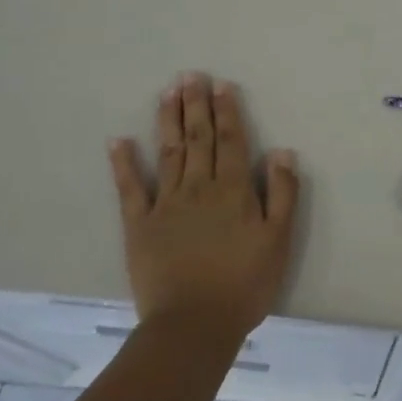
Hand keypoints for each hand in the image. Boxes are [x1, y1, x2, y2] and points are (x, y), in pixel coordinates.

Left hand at [109, 73, 300, 342]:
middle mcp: (199, 187)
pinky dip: (124, 163)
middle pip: (199, 138)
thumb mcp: (279, 240)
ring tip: (168, 92)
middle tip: (190, 75)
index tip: (221, 85)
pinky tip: (119, 140)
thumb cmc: (244, 284)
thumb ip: (282, 194)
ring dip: (168, 120)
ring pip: (169, 152)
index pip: (232, 141)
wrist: (194, 325)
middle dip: (196, 105)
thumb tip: (282, 151)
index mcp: (234, 190)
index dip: (228, 111)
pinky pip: (131, 188)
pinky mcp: (139, 225)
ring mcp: (166, 204)